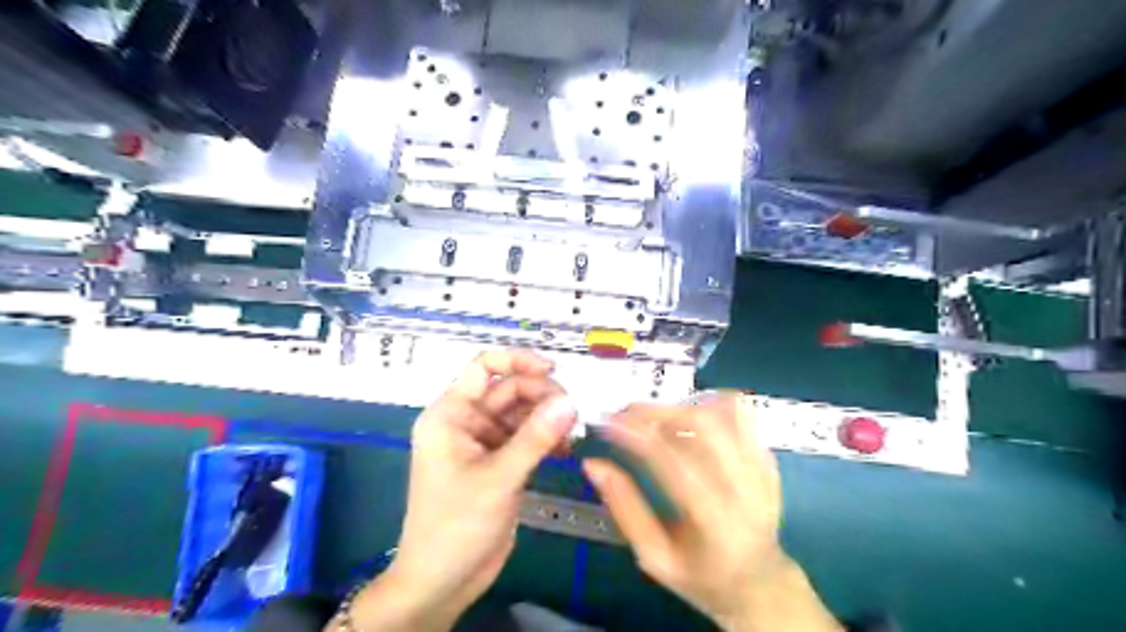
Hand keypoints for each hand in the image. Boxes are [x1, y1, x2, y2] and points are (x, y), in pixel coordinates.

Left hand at [343, 350, 574, 631]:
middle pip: (509, 389)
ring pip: (522, 413)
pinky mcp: (500, 462)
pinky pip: (527, 437)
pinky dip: (546, 438)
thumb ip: (535, 438)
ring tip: (573, 432)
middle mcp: (467, 421)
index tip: (553, 369)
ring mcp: (485, 442)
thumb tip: (570, 402)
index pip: (484, 367)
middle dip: (541, 395)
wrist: (442, 581)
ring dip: (548, 417)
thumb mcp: (497, 478)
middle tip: (572, 412)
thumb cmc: (455, 525)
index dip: (517, 360)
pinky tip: (566, 448)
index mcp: (451, 414)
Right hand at [586, 398, 837, 629]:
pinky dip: (712, 404)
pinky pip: (744, 415)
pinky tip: (688, 414)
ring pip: (724, 414)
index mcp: (714, 521)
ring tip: (654, 414)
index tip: (608, 421)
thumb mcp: (654, 556)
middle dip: (658, 411)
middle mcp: (745, 489)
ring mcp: (762, 470)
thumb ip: (624, 509)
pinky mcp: (768, 459)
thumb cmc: (700, 577)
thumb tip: (593, 464)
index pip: (673, 462)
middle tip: (626, 412)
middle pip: (703, 427)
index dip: (637, 435)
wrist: (759, 584)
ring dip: (682, 405)